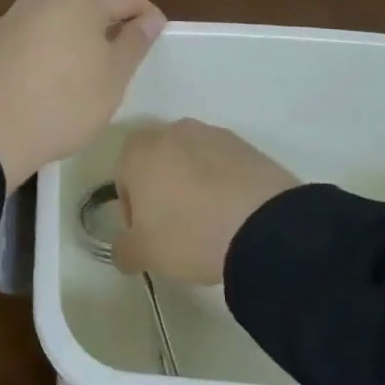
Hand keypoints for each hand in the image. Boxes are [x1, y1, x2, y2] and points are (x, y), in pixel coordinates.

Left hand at [0, 0, 165, 191]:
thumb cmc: (65, 101)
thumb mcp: (113, 76)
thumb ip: (135, 41)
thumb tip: (150, 18)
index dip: (146, 15)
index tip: (158, 38)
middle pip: (89, 3)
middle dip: (110, 25)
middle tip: (125, 59)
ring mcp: (13, 17)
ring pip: (58, 20)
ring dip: (78, 39)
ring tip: (88, 73)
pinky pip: (33, 38)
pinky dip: (50, 51)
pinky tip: (51, 82)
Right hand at [113, 119, 300, 284]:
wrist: (262, 224)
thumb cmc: (188, 233)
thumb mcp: (144, 254)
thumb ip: (123, 249)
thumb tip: (123, 248)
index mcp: (138, 150)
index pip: (123, 178)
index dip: (133, 210)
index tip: (148, 235)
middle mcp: (171, 131)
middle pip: (157, 163)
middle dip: (162, 191)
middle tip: (177, 229)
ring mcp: (211, 133)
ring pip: (191, 161)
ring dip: (193, 185)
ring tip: (210, 222)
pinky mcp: (244, 144)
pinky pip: (222, 164)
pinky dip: (222, 183)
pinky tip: (233, 213)